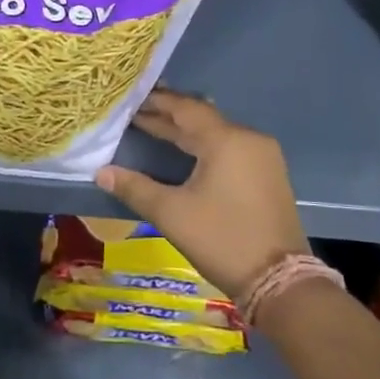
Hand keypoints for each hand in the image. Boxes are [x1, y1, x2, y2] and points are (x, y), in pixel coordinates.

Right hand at [96, 91, 307, 304]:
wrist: (279, 281)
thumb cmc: (221, 239)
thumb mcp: (171, 213)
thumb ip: (135, 188)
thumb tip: (101, 172)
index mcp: (226, 140)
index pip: (186, 108)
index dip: (157, 102)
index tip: (132, 97)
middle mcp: (248, 139)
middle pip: (202, 118)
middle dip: (169, 116)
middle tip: (136, 111)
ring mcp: (262, 157)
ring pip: (217, 134)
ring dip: (186, 132)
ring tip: (155, 128)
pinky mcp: (268, 175)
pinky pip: (230, 148)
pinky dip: (205, 146)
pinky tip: (186, 153)